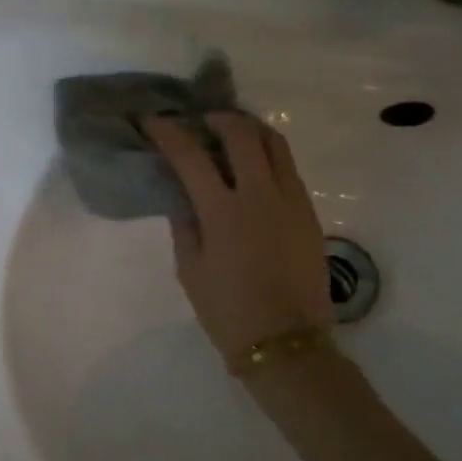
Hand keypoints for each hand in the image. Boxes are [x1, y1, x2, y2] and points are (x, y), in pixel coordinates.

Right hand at [144, 112, 331, 361]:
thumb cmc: (226, 310)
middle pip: (241, 133)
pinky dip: (268, 154)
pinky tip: (253, 166)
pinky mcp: (309, 211)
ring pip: (274, 142)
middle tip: (200, 121)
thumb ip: (184, 223)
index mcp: (223, 212)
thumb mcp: (189, 268)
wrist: (285, 342)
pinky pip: (288, 167)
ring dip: (249, 128)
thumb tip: (181, 193)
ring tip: (231, 132)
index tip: (153, 121)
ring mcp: (291, 200)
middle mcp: (260, 195)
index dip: (168, 132)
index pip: (190, 155)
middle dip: (217, 118)